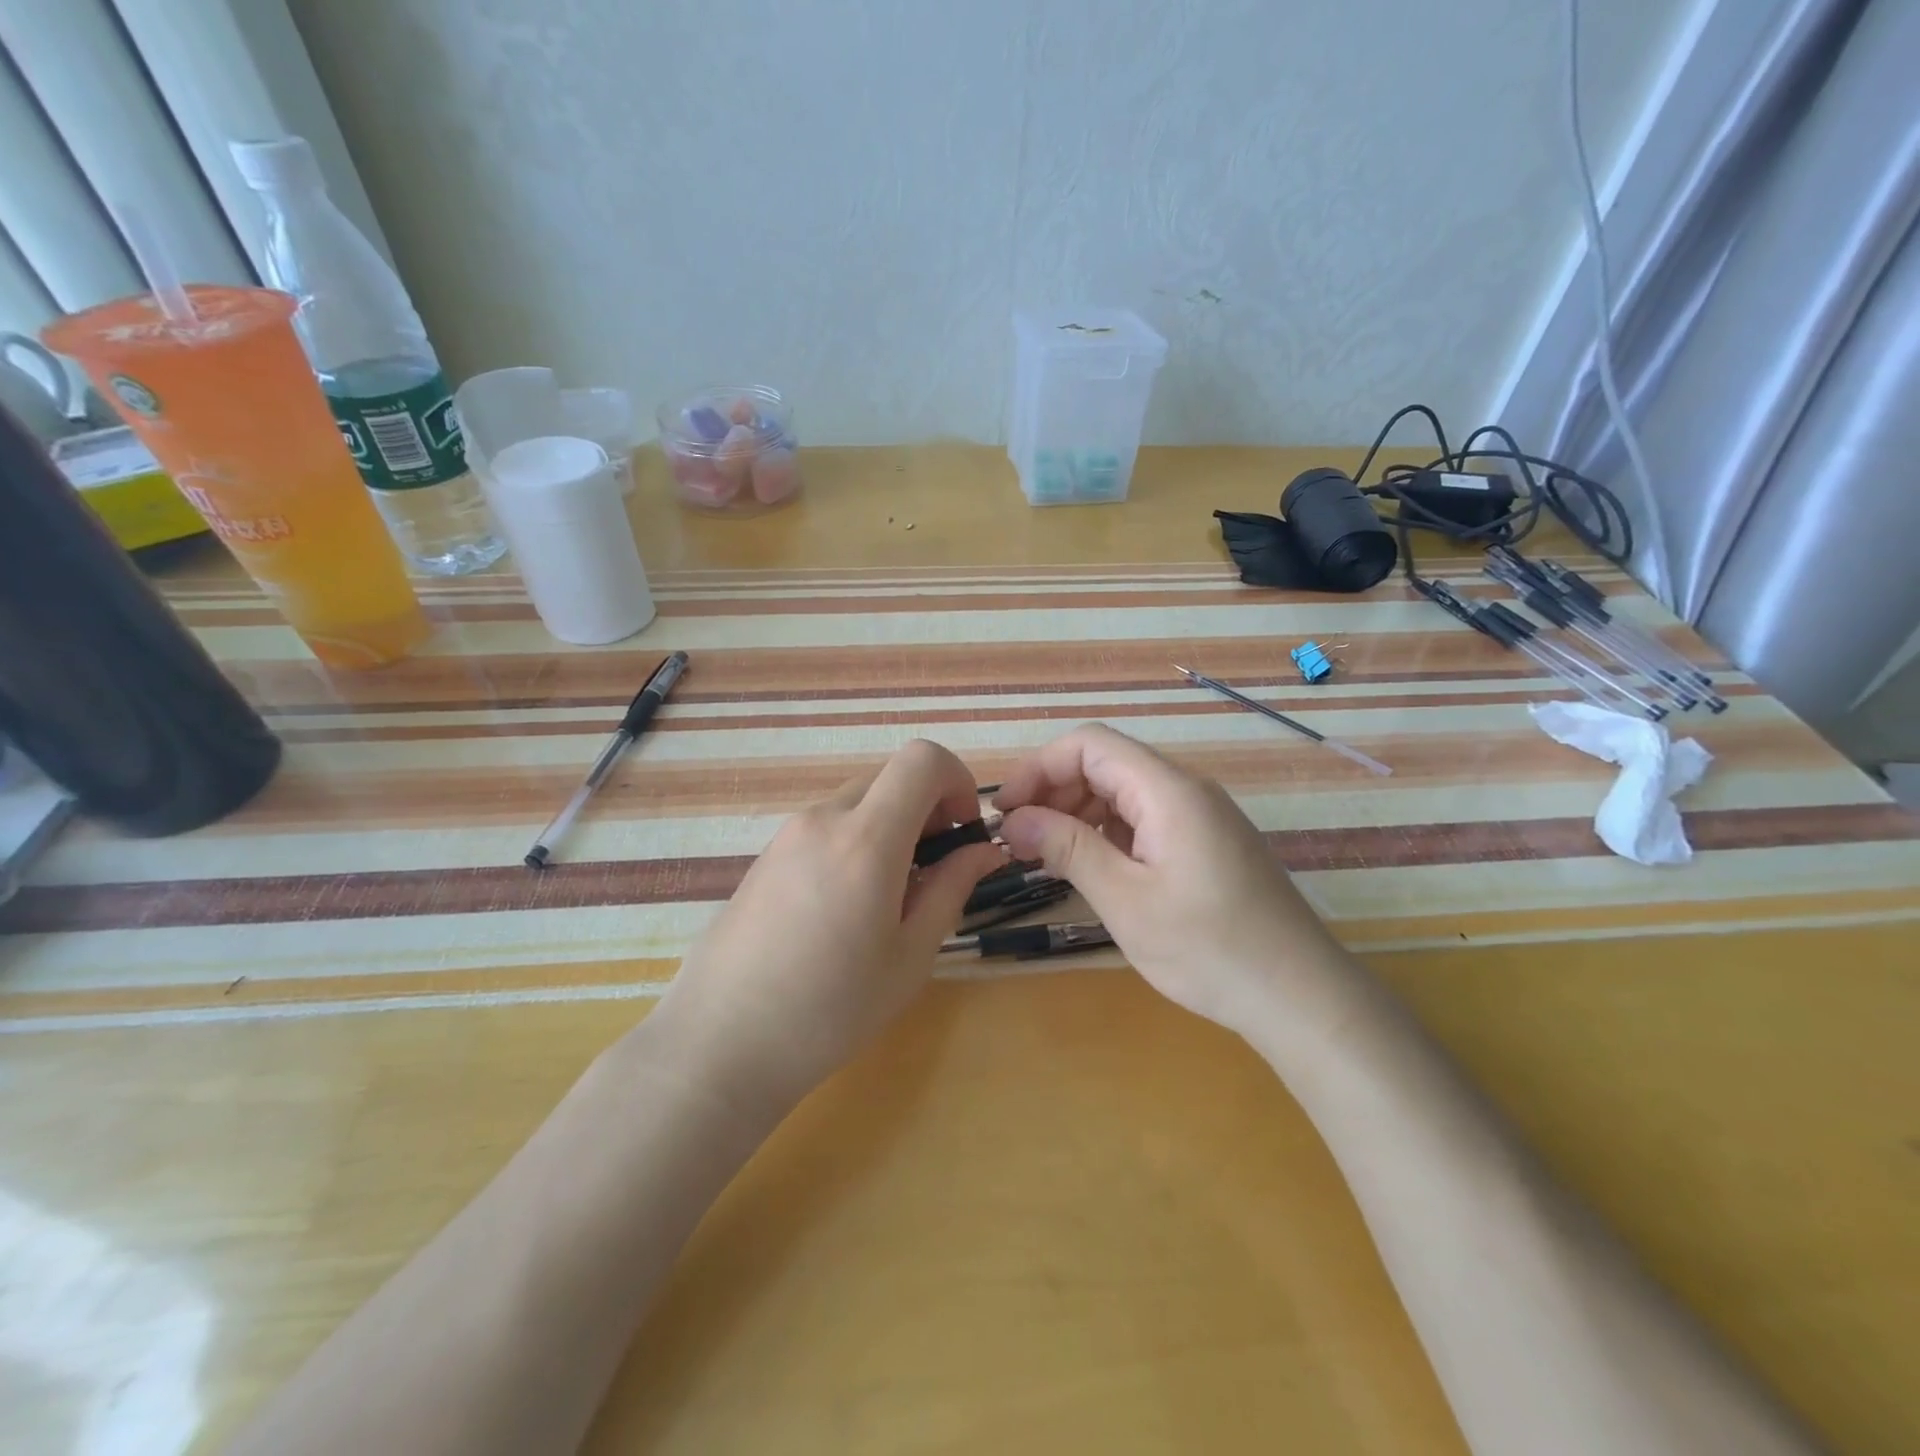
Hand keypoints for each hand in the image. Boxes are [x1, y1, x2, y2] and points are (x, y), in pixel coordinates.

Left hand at [645, 740, 1004, 1120]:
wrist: (720, 1043)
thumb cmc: (830, 1010)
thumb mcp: (910, 955)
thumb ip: (952, 888)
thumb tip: (985, 850)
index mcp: (866, 838)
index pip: (922, 759)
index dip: (957, 782)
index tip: (962, 833)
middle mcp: (824, 819)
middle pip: (891, 777)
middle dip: (928, 809)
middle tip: (935, 870)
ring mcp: (788, 833)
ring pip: (859, 802)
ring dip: (892, 827)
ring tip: (892, 896)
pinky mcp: (767, 854)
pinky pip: (827, 826)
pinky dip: (857, 841)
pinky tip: (849, 905)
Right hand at [994, 724, 1355, 1040]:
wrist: (1301, 997)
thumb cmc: (1210, 950)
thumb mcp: (1126, 900)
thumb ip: (1068, 849)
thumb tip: (1014, 819)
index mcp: (1169, 791)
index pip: (1089, 744)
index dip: (1039, 768)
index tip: (1006, 812)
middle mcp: (1186, 790)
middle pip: (1106, 764)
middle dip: (1054, 792)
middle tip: (1019, 840)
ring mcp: (1200, 816)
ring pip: (1123, 792)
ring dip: (1078, 814)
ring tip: (1047, 856)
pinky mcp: (1207, 843)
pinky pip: (1145, 818)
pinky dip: (1107, 833)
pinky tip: (1091, 867)